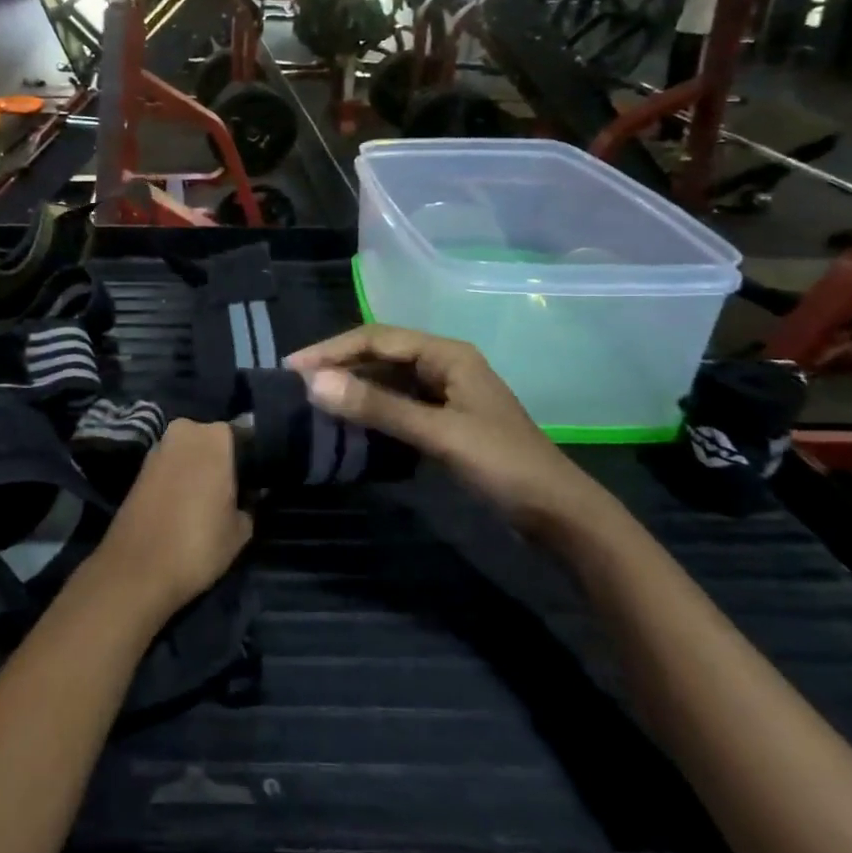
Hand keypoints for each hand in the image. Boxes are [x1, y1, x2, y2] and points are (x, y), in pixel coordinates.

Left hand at [96, 421, 251, 621]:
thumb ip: (249, 505)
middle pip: (213, 442)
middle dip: (222, 462)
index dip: (252, 462)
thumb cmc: (198, 543)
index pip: (245, 438)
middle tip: (233, 493)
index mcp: (216, 436)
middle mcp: (185, 430)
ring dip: (198, 470)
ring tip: (209, 503)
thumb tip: (248, 496)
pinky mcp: (140, 467)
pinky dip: (179, 480)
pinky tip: (185, 506)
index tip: (256, 484)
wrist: (136, 570)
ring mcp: (158, 446)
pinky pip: (170, 467)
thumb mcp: (241, 530)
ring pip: (189, 453)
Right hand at [288, 326, 616, 542]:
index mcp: (447, 354)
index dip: (333, 349)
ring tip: (312, 401)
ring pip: (386, 381)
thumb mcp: (438, 433)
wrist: (558, 514)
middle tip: (295, 384)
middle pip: (380, 355)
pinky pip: (396, 405)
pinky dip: (370, 410)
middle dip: (339, 366)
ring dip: (352, 388)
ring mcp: (444, 393)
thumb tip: (314, 384)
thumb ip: (378, 407)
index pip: (377, 338)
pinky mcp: (443, 421)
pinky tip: (347, 422)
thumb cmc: (502, 464)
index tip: (293, 367)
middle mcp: (443, 365)